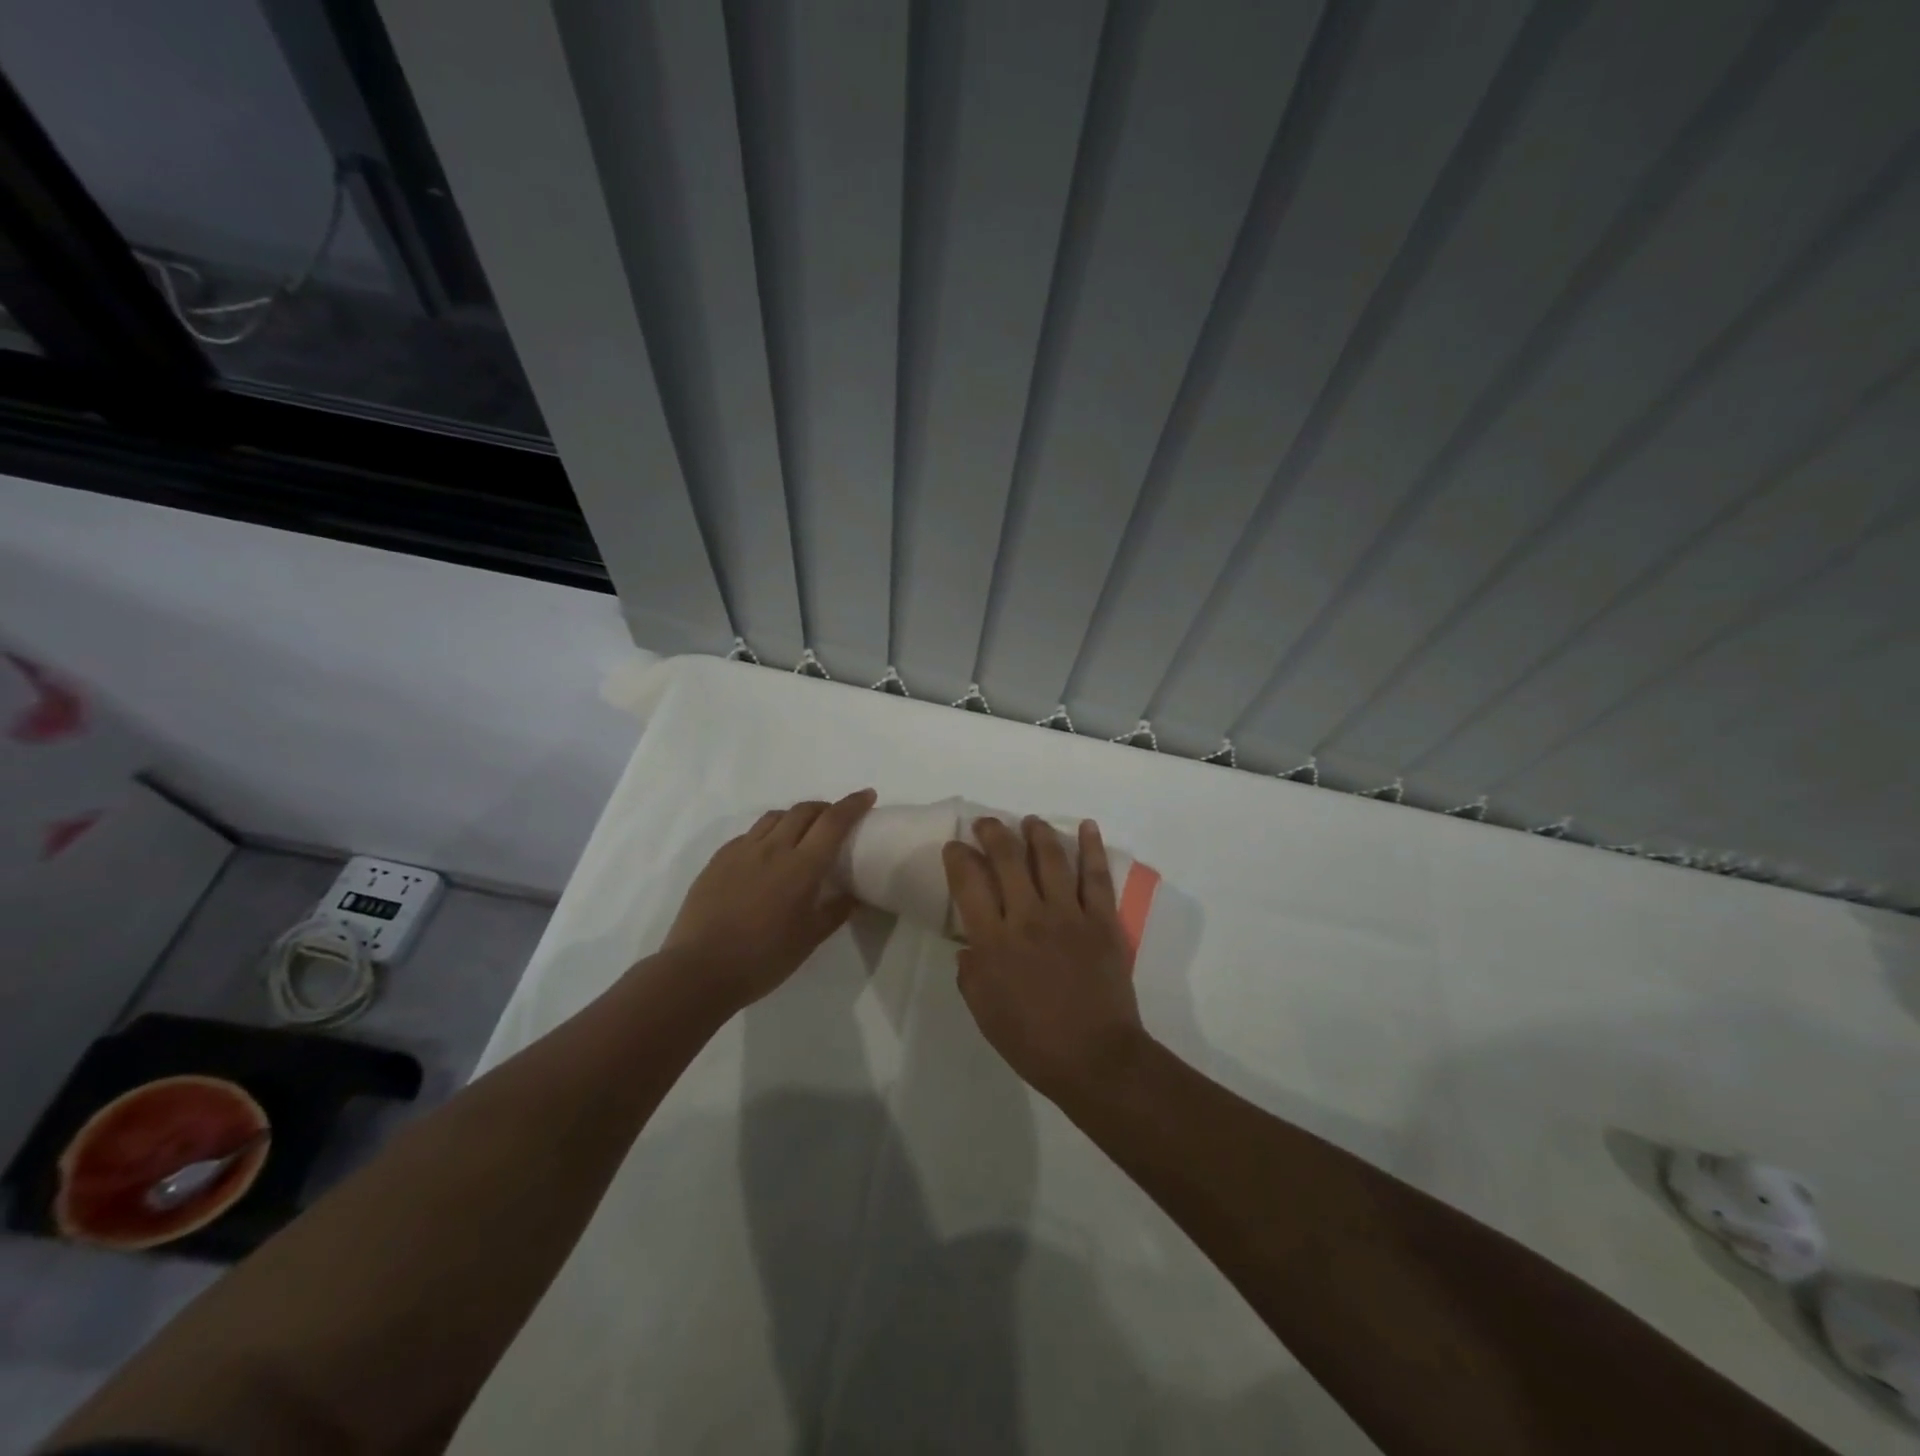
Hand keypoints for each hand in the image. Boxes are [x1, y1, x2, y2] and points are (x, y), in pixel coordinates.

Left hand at [662, 789, 874, 1010]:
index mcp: (801, 866)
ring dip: (795, 816)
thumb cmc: (763, 958)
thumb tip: (853, 896)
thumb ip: (835, 911)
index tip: (867, 795)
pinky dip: (767, 833)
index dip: (853, 804)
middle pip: (803, 811)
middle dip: (824, 808)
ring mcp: (741, 851)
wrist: (699, 970)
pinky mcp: (718, 860)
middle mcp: (773, 848)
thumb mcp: (809, 939)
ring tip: (800, 833)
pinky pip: (749, 834)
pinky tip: (765, 853)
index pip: (833, 821)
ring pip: (774, 817)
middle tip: (834, 820)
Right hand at [942, 816, 1147, 1099]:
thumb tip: (970, 947)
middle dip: (993, 833)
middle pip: (1008, 859)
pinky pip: (1096, 876)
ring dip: (1037, 833)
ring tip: (1028, 821)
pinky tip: (1086, 826)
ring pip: (1050, 858)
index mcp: (994, 942)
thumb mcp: (984, 1013)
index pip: (969, 883)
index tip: (955, 847)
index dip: (958, 857)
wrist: (1096, 1059)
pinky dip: (1092, 847)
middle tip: (986, 824)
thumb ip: (971, 974)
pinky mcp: (1102, 921)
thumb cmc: (1033, 1042)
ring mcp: (1069, 915)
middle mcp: (1028, 918)